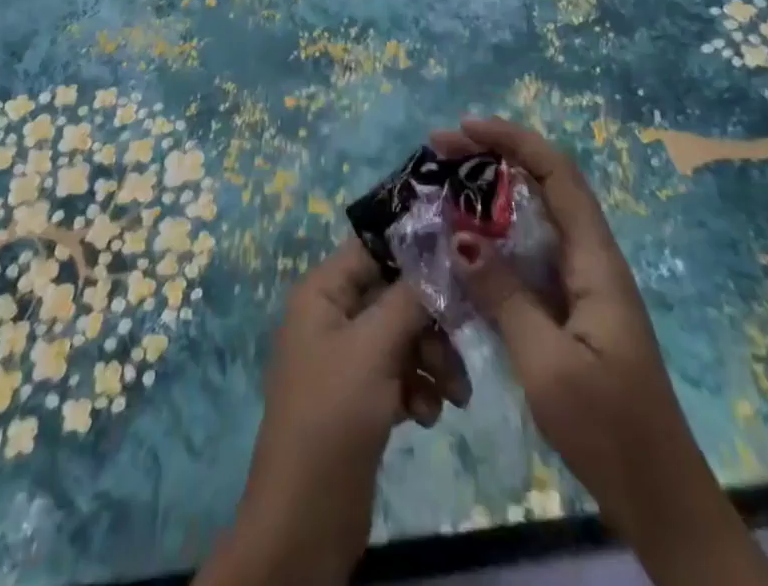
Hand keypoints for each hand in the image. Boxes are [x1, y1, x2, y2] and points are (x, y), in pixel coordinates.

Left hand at [197, 239, 470, 585]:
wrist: (306, 518)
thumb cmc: (334, 415)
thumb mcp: (374, 348)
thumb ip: (409, 298)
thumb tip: (439, 252)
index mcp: (322, 291)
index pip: (372, 249)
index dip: (413, 251)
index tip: (459, 261)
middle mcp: (332, 315)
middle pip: (393, 294)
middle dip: (431, 321)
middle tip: (461, 346)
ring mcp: (346, 358)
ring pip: (402, 336)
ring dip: (433, 359)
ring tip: (454, 396)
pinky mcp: (360, 397)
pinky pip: (399, 373)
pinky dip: (419, 388)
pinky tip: (428, 415)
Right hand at [433, 116, 767, 585]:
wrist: (659, 501)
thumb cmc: (609, 429)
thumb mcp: (548, 363)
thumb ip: (504, 294)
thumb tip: (460, 234)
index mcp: (596, 261)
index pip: (558, 175)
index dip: (513, 141)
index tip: (464, 129)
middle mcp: (589, 260)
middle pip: (542, 187)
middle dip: (492, 159)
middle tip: (439, 152)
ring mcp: (578, 286)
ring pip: (531, 221)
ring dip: (488, 198)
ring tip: (441, 188)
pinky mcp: (566, 311)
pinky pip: (525, 258)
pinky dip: (491, 242)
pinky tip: (459, 249)